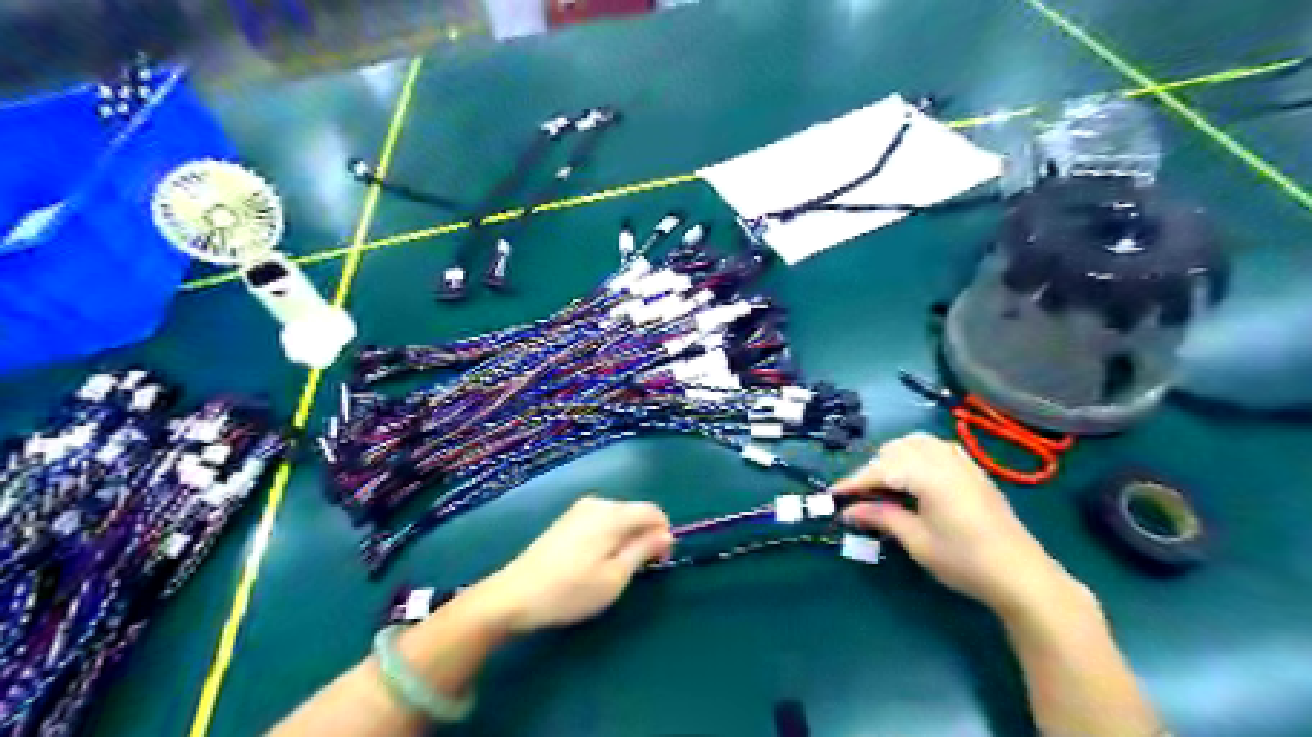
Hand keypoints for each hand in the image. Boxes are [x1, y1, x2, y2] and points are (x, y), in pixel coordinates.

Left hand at [469, 496, 668, 633]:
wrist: (514, 595)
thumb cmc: (571, 590)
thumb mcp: (616, 576)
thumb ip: (644, 550)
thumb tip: (666, 534)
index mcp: (613, 514)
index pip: (653, 511)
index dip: (664, 533)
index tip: (660, 562)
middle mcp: (597, 503)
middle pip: (635, 511)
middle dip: (645, 535)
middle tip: (639, 570)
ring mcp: (578, 510)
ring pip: (618, 517)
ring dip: (626, 537)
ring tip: (616, 569)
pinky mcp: (565, 520)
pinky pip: (600, 521)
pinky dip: (608, 536)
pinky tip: (595, 561)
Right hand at [833, 435, 1081, 618]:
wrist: (1022, 574)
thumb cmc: (965, 560)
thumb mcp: (917, 541)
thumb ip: (881, 517)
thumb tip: (849, 511)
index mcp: (928, 474)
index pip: (880, 469)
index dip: (853, 482)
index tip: (832, 495)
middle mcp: (943, 458)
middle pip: (896, 450)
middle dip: (873, 469)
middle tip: (859, 497)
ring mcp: (961, 461)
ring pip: (915, 443)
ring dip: (893, 458)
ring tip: (882, 485)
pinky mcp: (972, 469)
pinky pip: (935, 448)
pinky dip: (915, 456)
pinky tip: (913, 477)